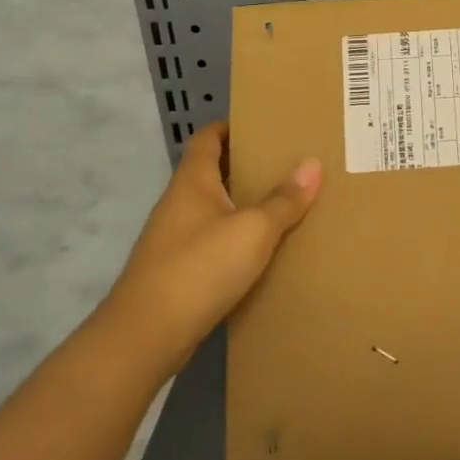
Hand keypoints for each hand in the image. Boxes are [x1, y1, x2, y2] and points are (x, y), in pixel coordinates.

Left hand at [101, 122, 320, 366]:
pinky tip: (263, 250)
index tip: (263, 124)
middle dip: (246, 166)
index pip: (207, 139)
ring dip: (243, 204)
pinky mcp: (178, 273)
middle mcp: (179, 205)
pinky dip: (237, 238)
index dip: (230, 127)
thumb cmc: (200, 268)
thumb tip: (312, 164)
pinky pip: (213, 242)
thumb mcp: (253, 230)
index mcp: (192, 183)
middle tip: (288, 162)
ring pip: (214, 210)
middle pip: (212, 173)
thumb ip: (284, 200)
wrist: (146, 336)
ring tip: (285, 203)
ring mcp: (174, 240)